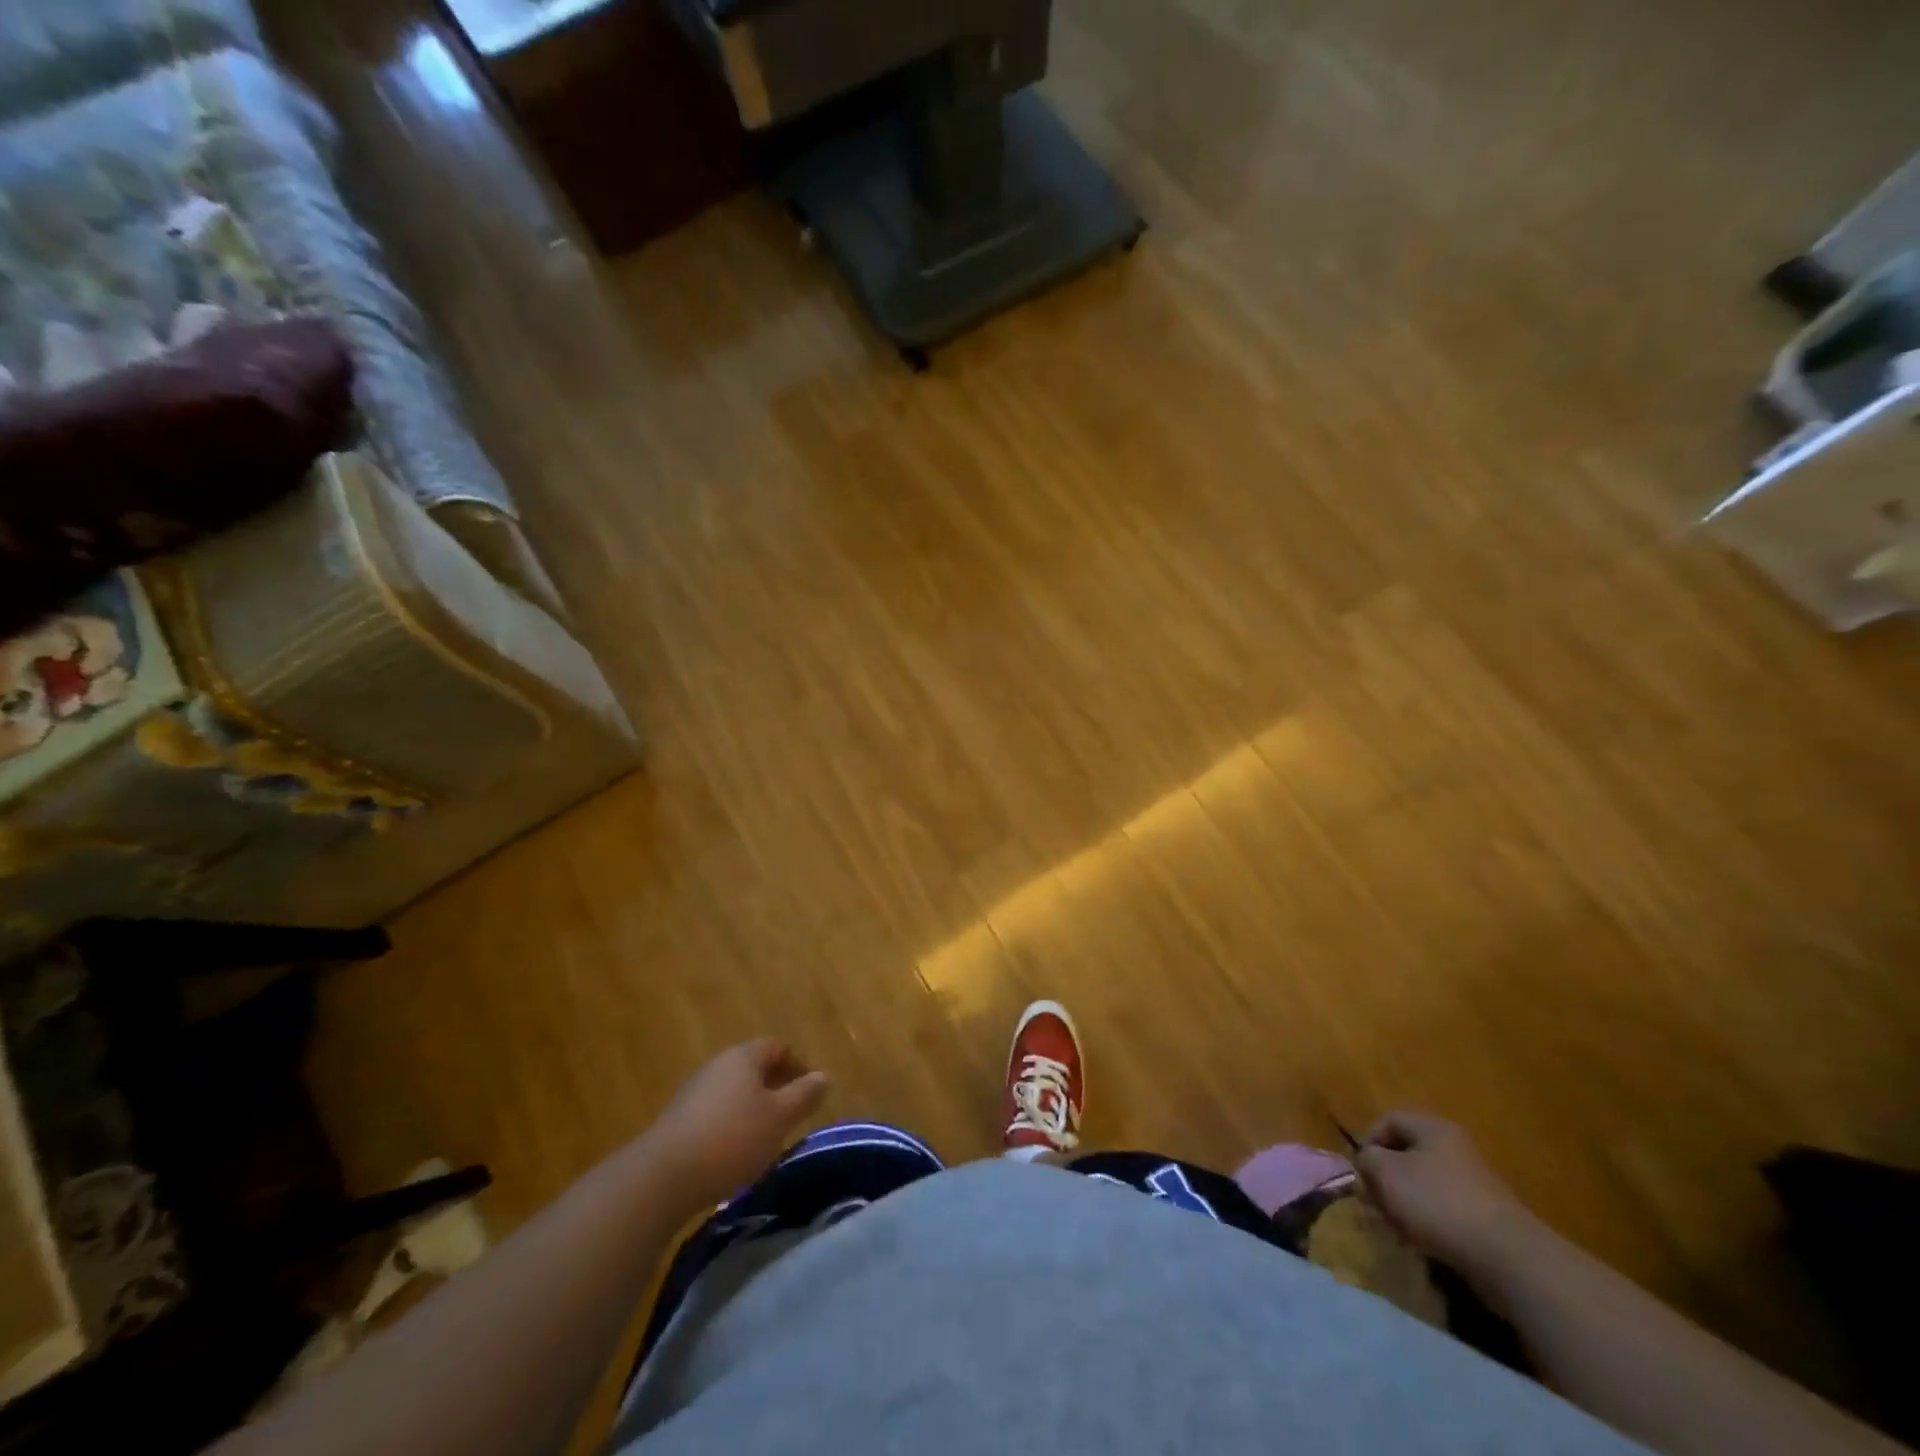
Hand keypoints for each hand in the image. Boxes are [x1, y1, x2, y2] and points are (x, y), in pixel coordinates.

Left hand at [643, 1039, 829, 1211]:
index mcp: (743, 1057)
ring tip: (767, 1136)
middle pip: (753, 1066)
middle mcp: (718, 1065)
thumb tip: (823, 1076)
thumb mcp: (779, 1118)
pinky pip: (715, 1112)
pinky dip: (731, 1124)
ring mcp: (694, 1092)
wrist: (662, 1177)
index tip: (810, 1090)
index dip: (797, 1064)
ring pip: (734, 1091)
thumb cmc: (732, 1138)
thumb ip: (804, 1095)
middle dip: (775, 1085)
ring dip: (753, 1107)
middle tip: (792, 1113)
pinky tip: (734, 1153)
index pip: (776, 1046)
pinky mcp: (678, 1120)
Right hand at [1354, 1111, 1537, 1273]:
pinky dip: (1427, 1221)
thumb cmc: (1437, 1202)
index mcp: (1433, 1129)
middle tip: (1374, 1200)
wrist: (1507, 1258)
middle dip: (1385, 1176)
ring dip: (1404, 1201)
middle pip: (1407, 1153)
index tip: (1359, 1170)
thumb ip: (1367, 1159)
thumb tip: (1367, 1162)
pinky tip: (1421, 1241)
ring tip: (1395, 1225)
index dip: (1368, 1140)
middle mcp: (1455, 1149)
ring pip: (1423, 1184)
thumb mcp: (1386, 1173)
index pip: (1389, 1120)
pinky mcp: (1484, 1217)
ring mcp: (1473, 1184)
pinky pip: (1444, 1209)